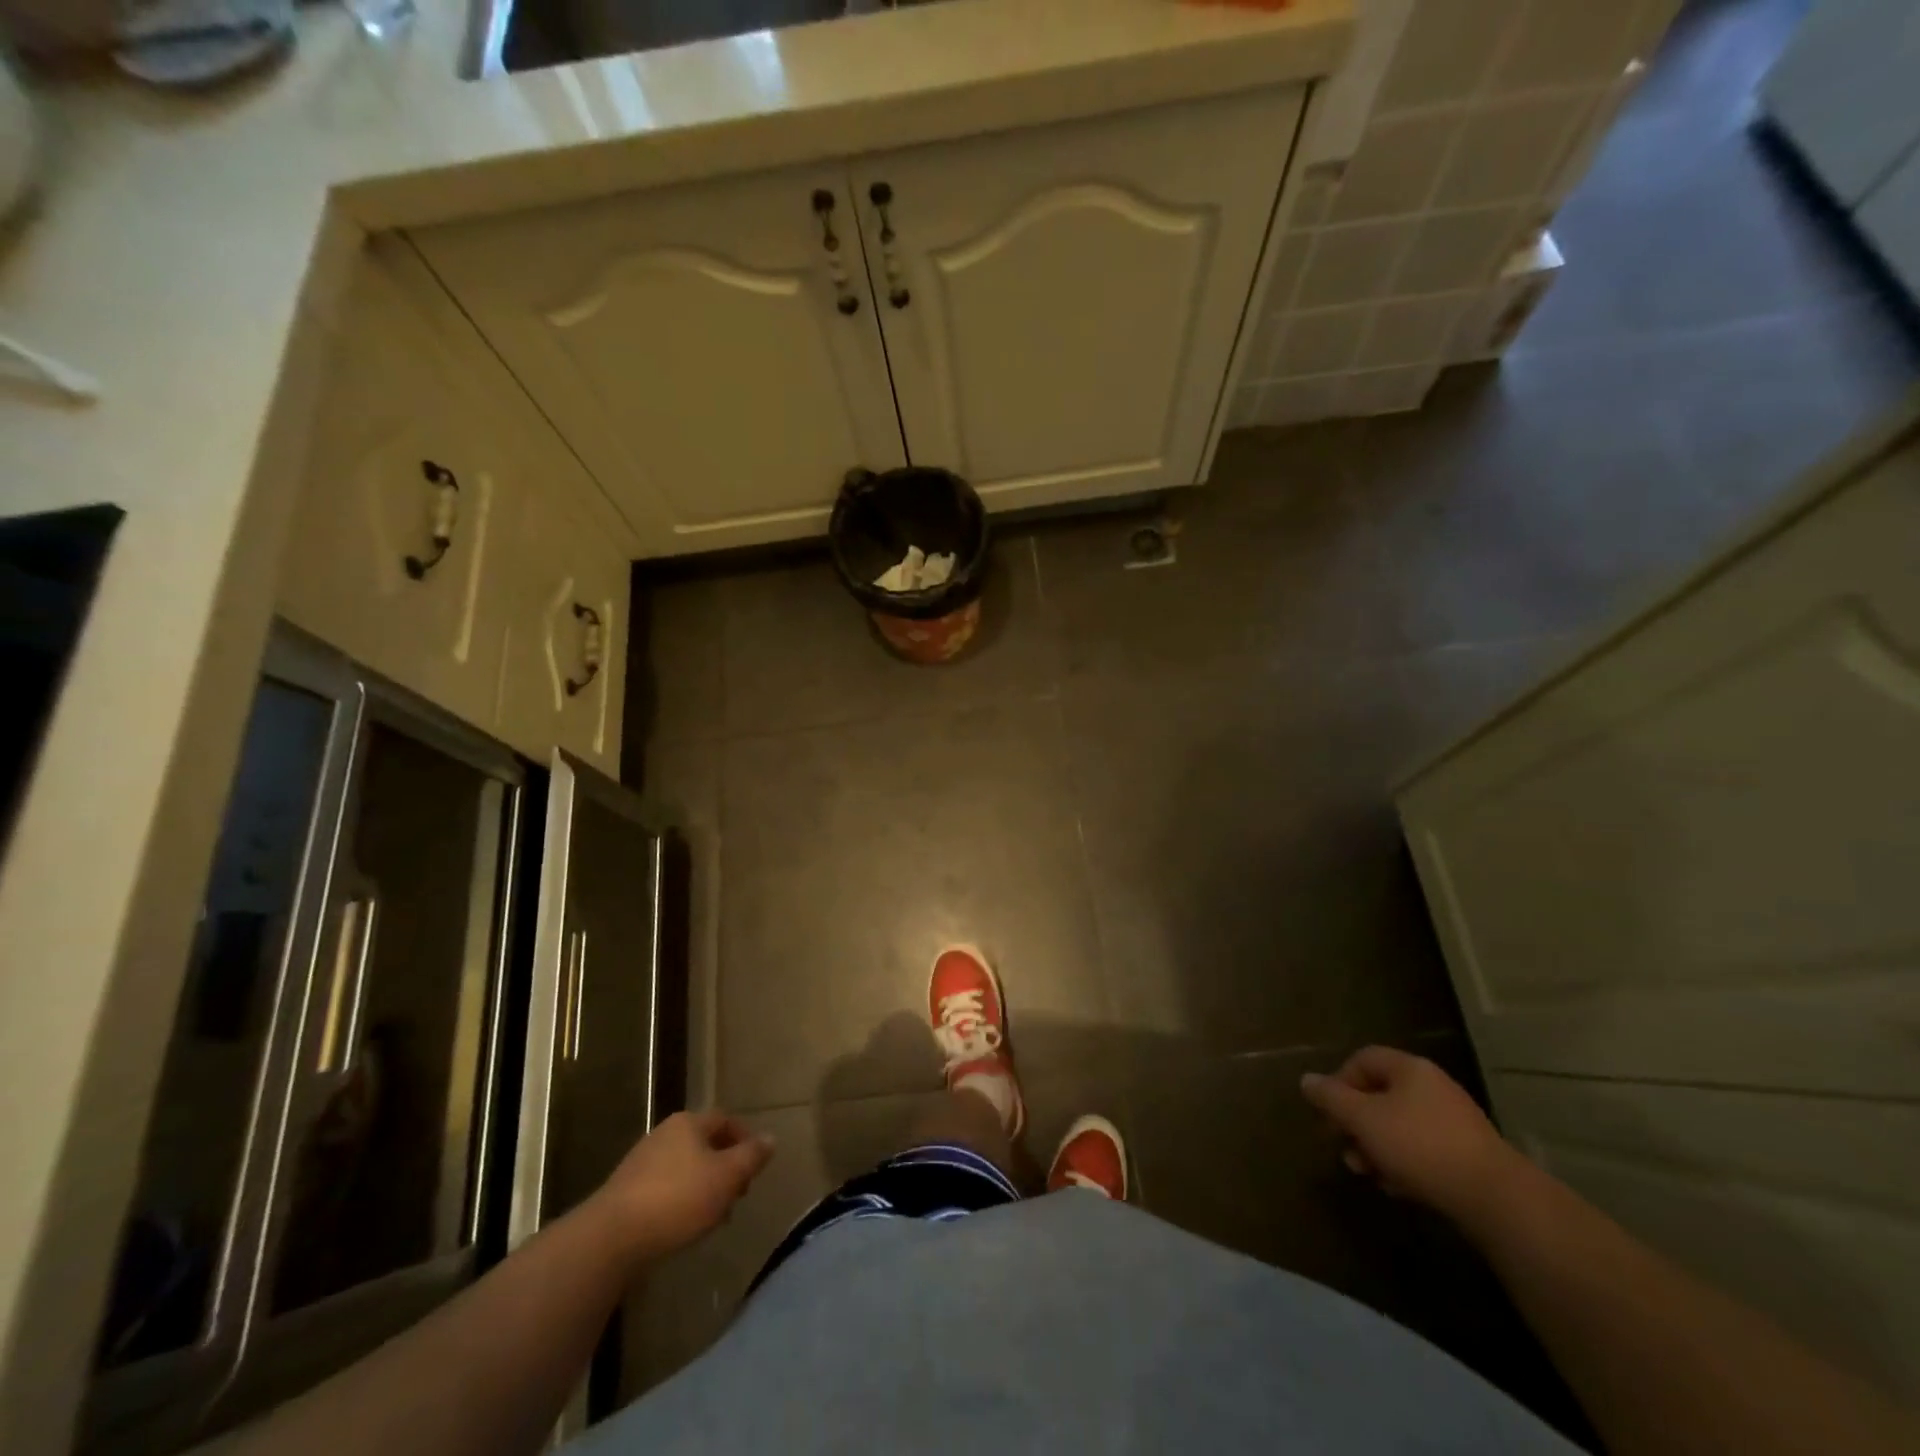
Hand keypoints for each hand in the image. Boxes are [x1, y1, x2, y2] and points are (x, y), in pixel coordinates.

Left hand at [591, 1110, 774, 1262]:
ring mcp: (641, 1163)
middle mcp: (664, 1134)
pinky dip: (681, 1202)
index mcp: (689, 1123)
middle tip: (738, 1195)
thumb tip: (771, 1138)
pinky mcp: (625, 1193)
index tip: (755, 1167)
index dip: (744, 1138)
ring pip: (685, 1168)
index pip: (725, 1119)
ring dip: (704, 1188)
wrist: (610, 1239)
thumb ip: (751, 1157)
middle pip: (705, 1144)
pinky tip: (684, 1227)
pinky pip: (664, 1189)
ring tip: (714, 1218)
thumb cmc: (677, 1199)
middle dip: (725, 1167)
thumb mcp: (726, 1177)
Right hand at [1300, 1046, 1522, 1222]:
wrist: (1496, 1199)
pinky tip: (1397, 1187)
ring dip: (1376, 1146)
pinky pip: (1423, 1149)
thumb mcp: (1363, 1119)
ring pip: (1399, 1125)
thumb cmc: (1419, 1146)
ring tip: (1367, 1173)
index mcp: (1410, 1069)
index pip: (1362, 1059)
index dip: (1339, 1081)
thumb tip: (1306, 1080)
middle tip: (1343, 1147)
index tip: (1330, 1113)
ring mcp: (1454, 1121)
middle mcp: (1433, 1087)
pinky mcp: (1468, 1154)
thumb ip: (1331, 1098)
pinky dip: (1404, 1163)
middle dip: (1356, 1122)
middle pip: (1380, 1095)